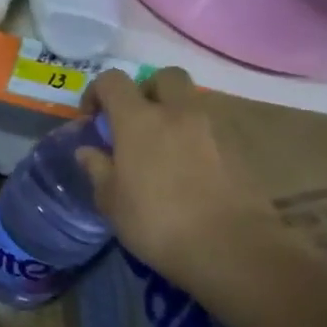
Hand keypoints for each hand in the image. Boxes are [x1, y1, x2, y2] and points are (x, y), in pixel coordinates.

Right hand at [77, 66, 280, 283]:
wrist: (231, 249)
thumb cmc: (156, 223)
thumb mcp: (112, 202)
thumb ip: (98, 170)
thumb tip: (88, 151)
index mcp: (139, 120)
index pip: (113, 81)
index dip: (97, 92)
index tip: (92, 120)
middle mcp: (177, 113)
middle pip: (164, 77)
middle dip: (146, 90)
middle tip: (135, 122)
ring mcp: (212, 129)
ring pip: (191, 103)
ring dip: (174, 115)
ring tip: (161, 151)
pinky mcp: (238, 150)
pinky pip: (210, 131)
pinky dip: (196, 140)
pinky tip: (187, 173)